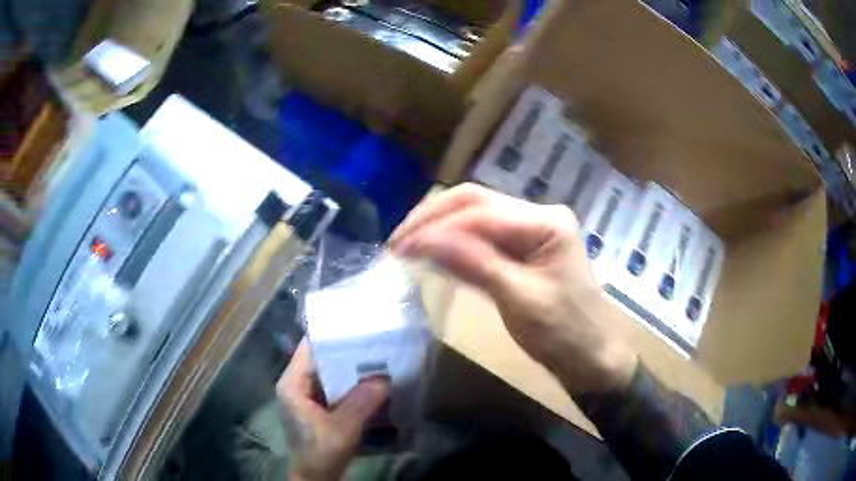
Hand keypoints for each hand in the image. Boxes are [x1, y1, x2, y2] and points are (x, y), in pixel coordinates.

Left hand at [277, 339, 389, 480]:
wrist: (316, 477)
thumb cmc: (321, 452)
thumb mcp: (342, 429)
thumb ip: (362, 403)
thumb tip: (384, 378)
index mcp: (292, 384)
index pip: (309, 347)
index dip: (332, 335)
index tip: (358, 326)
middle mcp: (297, 384)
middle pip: (322, 359)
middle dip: (348, 353)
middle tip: (376, 343)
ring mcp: (308, 396)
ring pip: (331, 374)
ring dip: (352, 370)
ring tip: (379, 359)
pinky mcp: (319, 407)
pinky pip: (336, 388)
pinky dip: (353, 385)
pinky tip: (373, 383)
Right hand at [391, 184, 636, 394]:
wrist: (591, 359)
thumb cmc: (564, 334)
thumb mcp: (520, 300)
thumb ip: (473, 263)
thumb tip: (423, 240)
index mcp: (546, 221)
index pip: (481, 212)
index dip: (437, 228)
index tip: (400, 248)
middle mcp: (538, 215)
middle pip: (475, 203)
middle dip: (433, 218)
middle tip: (397, 242)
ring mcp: (530, 231)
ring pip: (475, 217)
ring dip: (439, 228)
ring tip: (406, 245)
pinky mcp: (522, 250)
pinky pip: (482, 238)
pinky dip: (454, 244)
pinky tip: (432, 253)